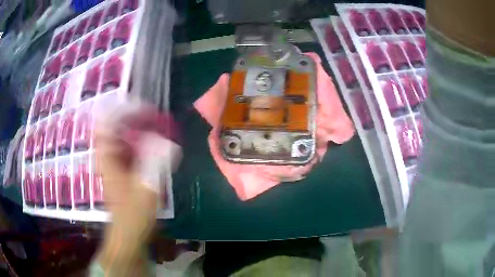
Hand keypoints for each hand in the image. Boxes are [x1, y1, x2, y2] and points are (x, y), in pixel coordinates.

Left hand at [94, 123, 157, 275]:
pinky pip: (130, 148)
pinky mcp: (122, 169)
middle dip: (135, 117)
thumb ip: (155, 164)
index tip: (142, 106)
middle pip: (116, 126)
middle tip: (155, 116)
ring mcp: (114, 162)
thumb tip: (167, 143)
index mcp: (108, 158)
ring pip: (123, 136)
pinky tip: (155, 145)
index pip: (107, 123)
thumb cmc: (133, 214)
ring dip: (139, 129)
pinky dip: (142, 142)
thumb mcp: (145, 189)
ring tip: (157, 127)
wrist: (128, 232)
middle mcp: (108, 156)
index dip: (122, 110)